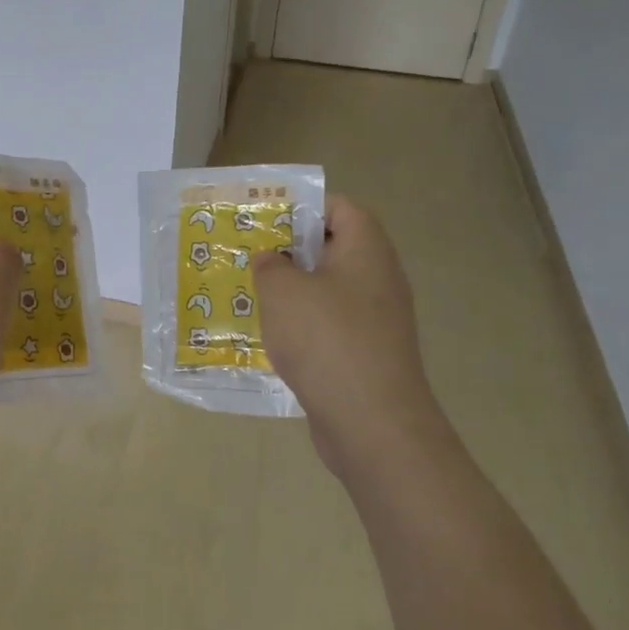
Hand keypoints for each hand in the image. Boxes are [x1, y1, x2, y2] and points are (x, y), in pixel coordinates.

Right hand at [254, 196, 450, 486]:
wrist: (372, 422)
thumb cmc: (326, 339)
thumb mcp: (282, 290)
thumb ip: (270, 265)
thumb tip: (273, 260)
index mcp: (366, 249)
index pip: (341, 207)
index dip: (303, 207)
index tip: (266, 221)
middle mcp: (378, 278)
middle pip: (333, 249)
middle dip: (290, 252)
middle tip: (250, 257)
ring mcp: (377, 319)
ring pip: (329, 291)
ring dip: (293, 293)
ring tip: (252, 296)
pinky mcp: (368, 354)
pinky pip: (331, 326)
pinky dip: (304, 327)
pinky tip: (272, 339)